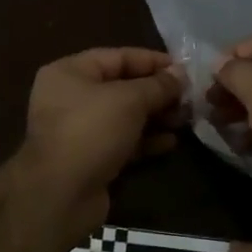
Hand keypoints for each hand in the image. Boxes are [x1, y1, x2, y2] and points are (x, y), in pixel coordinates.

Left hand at [17, 47, 184, 233]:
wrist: (61, 194)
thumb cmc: (91, 131)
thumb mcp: (129, 100)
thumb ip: (158, 85)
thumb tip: (181, 73)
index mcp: (70, 72)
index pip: (118, 57)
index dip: (153, 61)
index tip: (185, 69)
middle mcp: (70, 97)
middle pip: (122, 87)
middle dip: (158, 92)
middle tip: (190, 98)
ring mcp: (79, 130)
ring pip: (124, 117)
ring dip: (156, 117)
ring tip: (186, 120)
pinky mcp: (90, 158)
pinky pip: (122, 142)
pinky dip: (145, 140)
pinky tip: (171, 143)